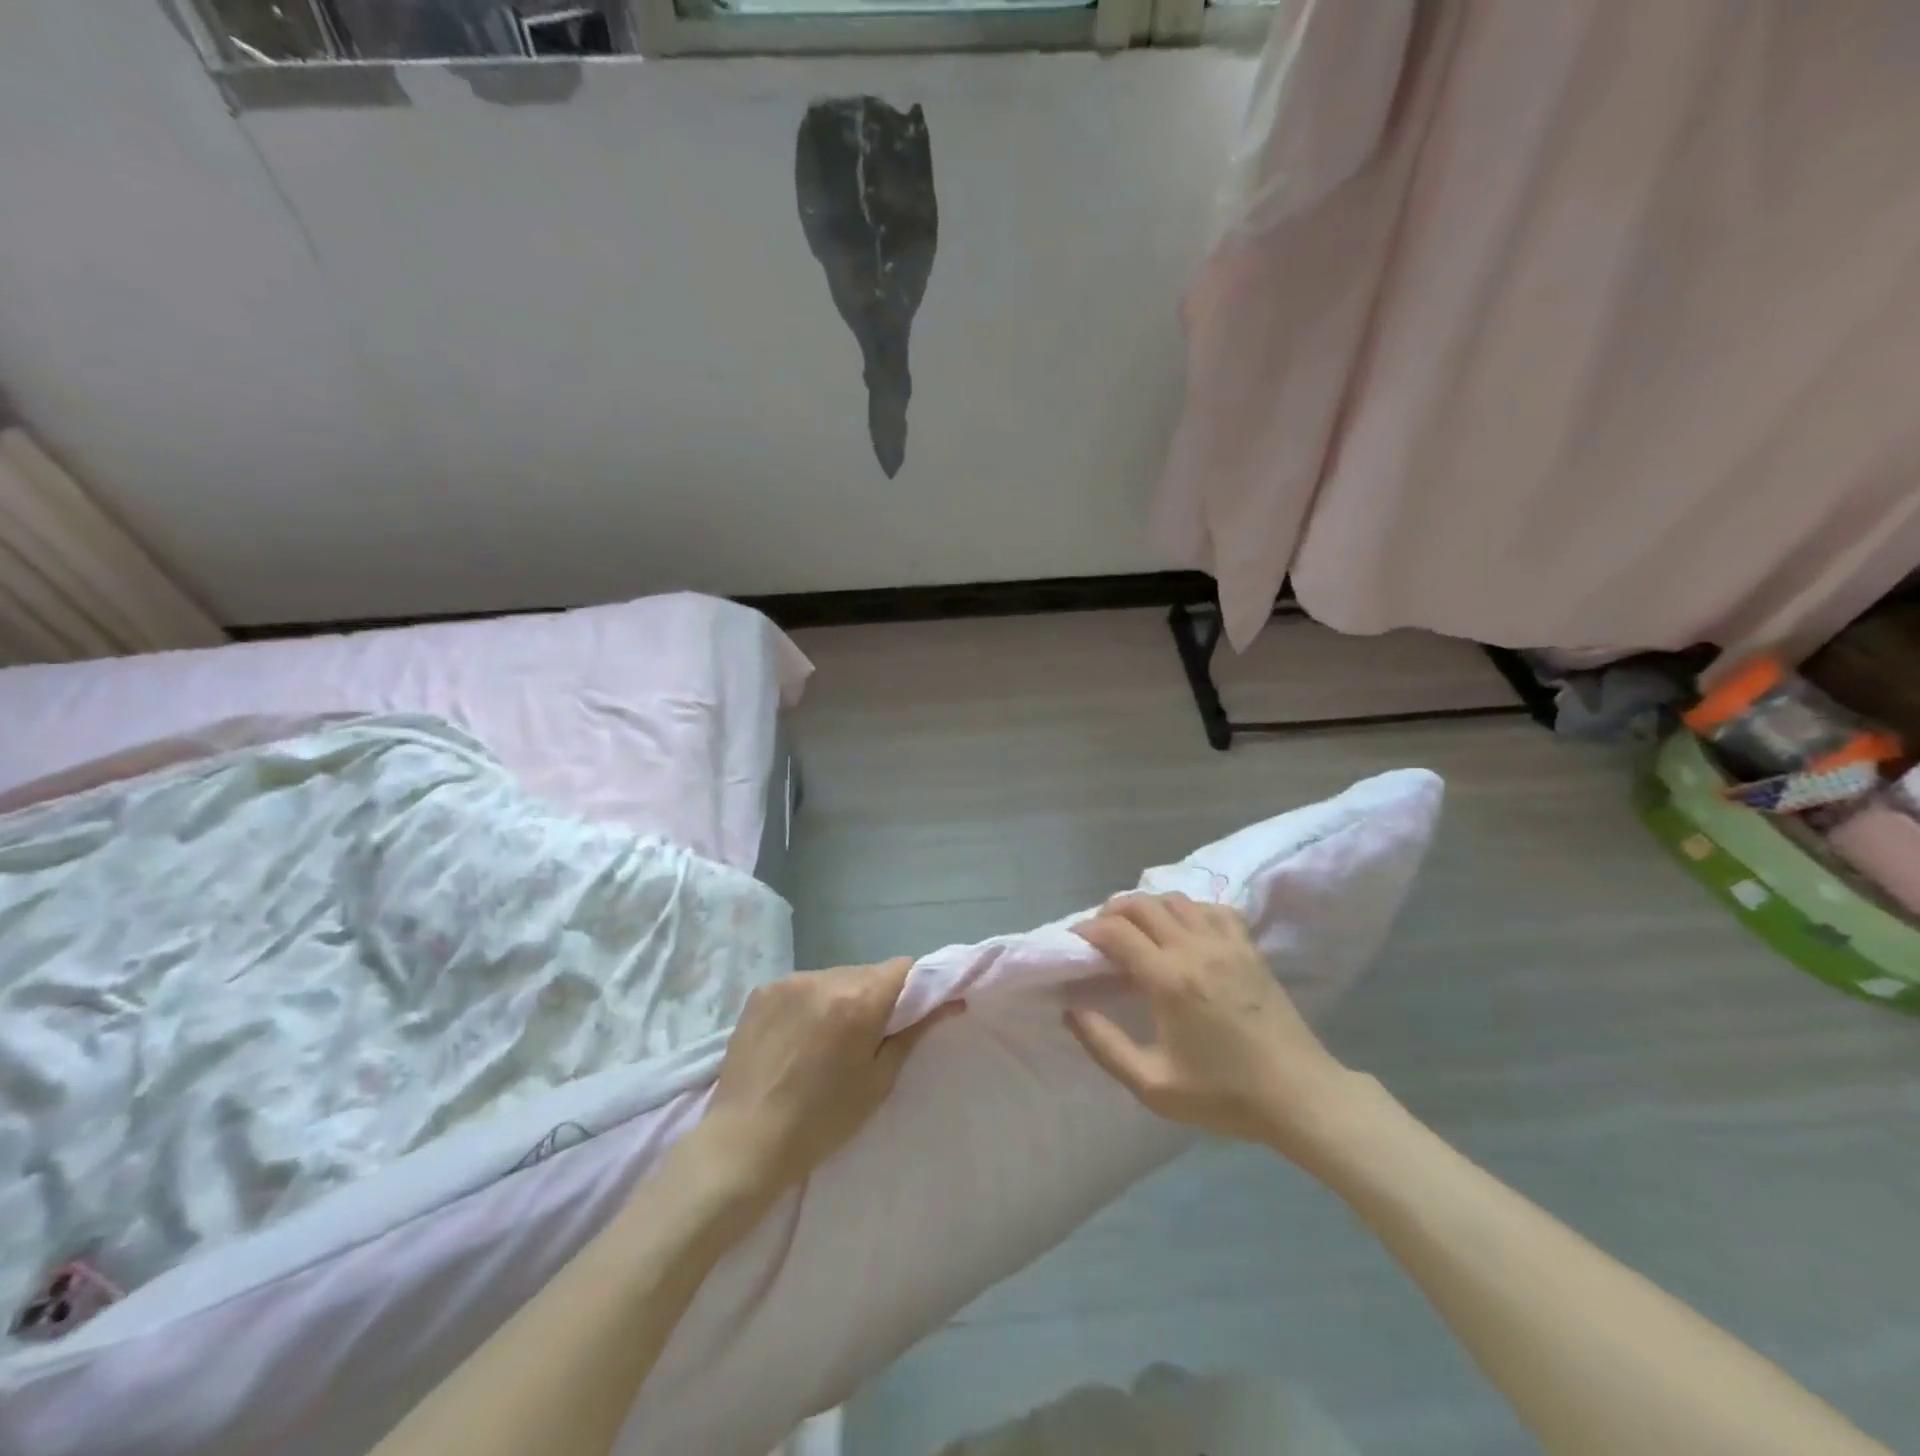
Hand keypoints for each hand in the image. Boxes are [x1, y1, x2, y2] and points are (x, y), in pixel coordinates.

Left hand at [699, 959, 961, 1195]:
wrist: (744, 1143)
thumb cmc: (822, 1121)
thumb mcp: (878, 1082)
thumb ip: (913, 1033)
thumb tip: (951, 1001)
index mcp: (859, 1001)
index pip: (903, 968)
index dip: (912, 988)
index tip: (907, 1015)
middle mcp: (825, 978)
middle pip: (867, 972)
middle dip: (874, 996)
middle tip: (866, 1036)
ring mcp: (789, 981)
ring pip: (834, 977)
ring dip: (840, 998)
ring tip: (826, 1040)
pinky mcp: (762, 990)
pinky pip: (801, 986)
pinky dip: (808, 1003)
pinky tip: (796, 1038)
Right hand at [1067, 893, 1361, 1163]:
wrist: (1299, 1095)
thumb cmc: (1224, 1095)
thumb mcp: (1154, 1087)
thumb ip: (1105, 1046)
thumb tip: (1071, 1010)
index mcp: (1169, 980)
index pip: (1117, 931)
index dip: (1088, 930)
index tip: (1076, 942)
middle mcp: (1195, 948)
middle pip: (1142, 903)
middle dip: (1112, 911)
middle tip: (1101, 934)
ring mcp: (1226, 943)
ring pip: (1176, 899)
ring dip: (1148, 906)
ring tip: (1138, 930)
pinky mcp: (1249, 947)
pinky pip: (1211, 908)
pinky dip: (1189, 909)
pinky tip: (1184, 931)